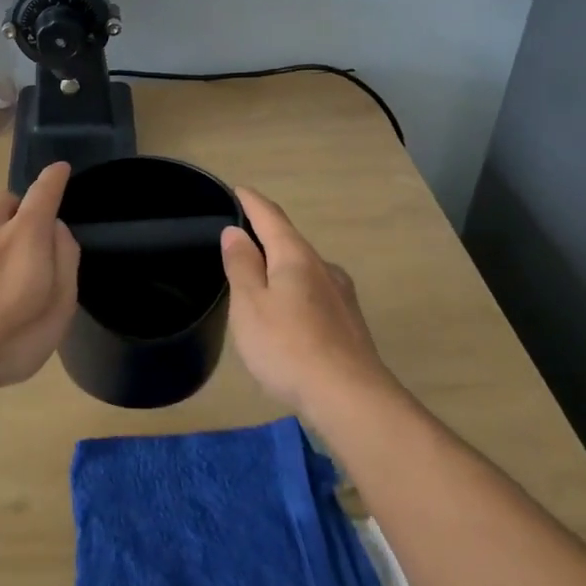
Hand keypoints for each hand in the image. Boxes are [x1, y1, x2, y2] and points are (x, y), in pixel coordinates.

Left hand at [0, 162, 80, 396]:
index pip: (43, 192)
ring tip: (2, 276)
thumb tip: (58, 230)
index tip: (60, 170)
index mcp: (24, 234)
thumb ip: (65, 261)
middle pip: (9, 201)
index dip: (54, 179)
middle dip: (24, 211)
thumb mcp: (59, 308)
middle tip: (33, 244)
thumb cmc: (10, 339)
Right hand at [221, 187, 393, 411]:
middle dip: (266, 237)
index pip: (271, 217)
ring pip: (304, 270)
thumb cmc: (288, 346)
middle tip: (239, 240)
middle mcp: (324, 268)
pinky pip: (314, 294)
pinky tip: (287, 314)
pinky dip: (295, 292)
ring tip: (259, 279)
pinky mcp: (349, 322)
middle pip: (290, 242)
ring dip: (281, 267)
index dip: (252, 202)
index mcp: (296, 257)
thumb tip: (236, 232)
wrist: (349, 396)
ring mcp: (341, 295)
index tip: (238, 189)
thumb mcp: (250, 304)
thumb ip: (241, 265)